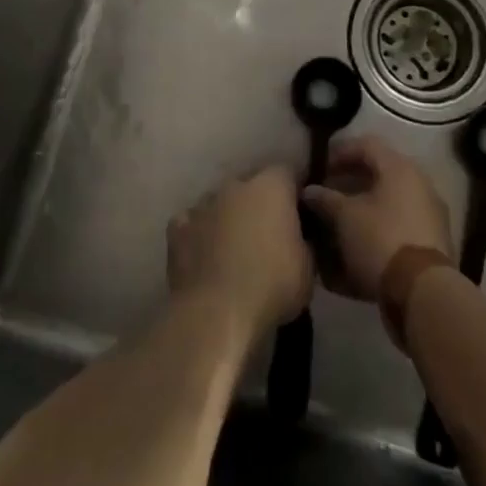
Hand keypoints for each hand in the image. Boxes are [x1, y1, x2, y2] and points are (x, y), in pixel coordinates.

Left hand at [167, 166, 313, 342]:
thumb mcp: (308, 267)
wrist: (217, 313)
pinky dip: (198, 234)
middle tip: (266, 234)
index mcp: (271, 187)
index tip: (298, 213)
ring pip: (219, 202)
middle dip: (258, 203)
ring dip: (227, 217)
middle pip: (250, 184)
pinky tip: (203, 255)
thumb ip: (304, 240)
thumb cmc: (272, 285)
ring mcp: (203, 203)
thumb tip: (300, 236)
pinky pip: (191, 223)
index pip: (287, 172)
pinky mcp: (178, 227)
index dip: (293, 190)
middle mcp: (235, 185)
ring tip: (233, 248)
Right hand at [301, 136, 452, 300]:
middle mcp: (419, 184)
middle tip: (329, 193)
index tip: (321, 168)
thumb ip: (326, 199)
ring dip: (365, 208)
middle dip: (352, 182)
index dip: (341, 152)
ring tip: (341, 223)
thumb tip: (310, 191)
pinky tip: (360, 246)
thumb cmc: (381, 240)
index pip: (366, 145)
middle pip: (380, 173)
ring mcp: (430, 214)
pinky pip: (400, 226)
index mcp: (400, 168)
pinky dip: (379, 229)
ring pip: (390, 202)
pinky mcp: (433, 242)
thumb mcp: (345, 218)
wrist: (424, 293)